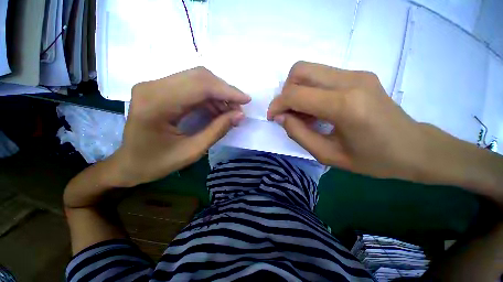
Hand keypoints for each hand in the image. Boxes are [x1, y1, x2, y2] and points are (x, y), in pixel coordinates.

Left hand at [111, 67, 249, 186]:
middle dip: (225, 91)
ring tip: (230, 111)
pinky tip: (217, 110)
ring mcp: (155, 85)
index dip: (227, 92)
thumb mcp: (192, 151)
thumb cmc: (156, 163)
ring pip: (196, 79)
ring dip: (218, 94)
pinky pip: (191, 86)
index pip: (200, 86)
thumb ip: (217, 131)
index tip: (246, 100)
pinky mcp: (160, 89)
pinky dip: (209, 97)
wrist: (128, 163)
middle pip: (199, 77)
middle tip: (239, 107)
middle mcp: (153, 86)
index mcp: (156, 104)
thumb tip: (239, 115)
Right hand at [267, 61, 424, 180]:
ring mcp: (356, 73)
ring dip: (297, 90)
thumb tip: (280, 117)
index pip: (295, 94)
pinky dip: (310, 90)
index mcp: (345, 106)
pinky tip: (317, 108)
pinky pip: (321, 75)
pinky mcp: (359, 74)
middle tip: (289, 113)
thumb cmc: (372, 159)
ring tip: (304, 114)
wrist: (414, 148)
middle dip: (285, 92)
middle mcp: (350, 81)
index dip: (277, 105)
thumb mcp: (327, 154)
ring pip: (309, 69)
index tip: (273, 117)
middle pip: (299, 70)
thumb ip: (298, 133)